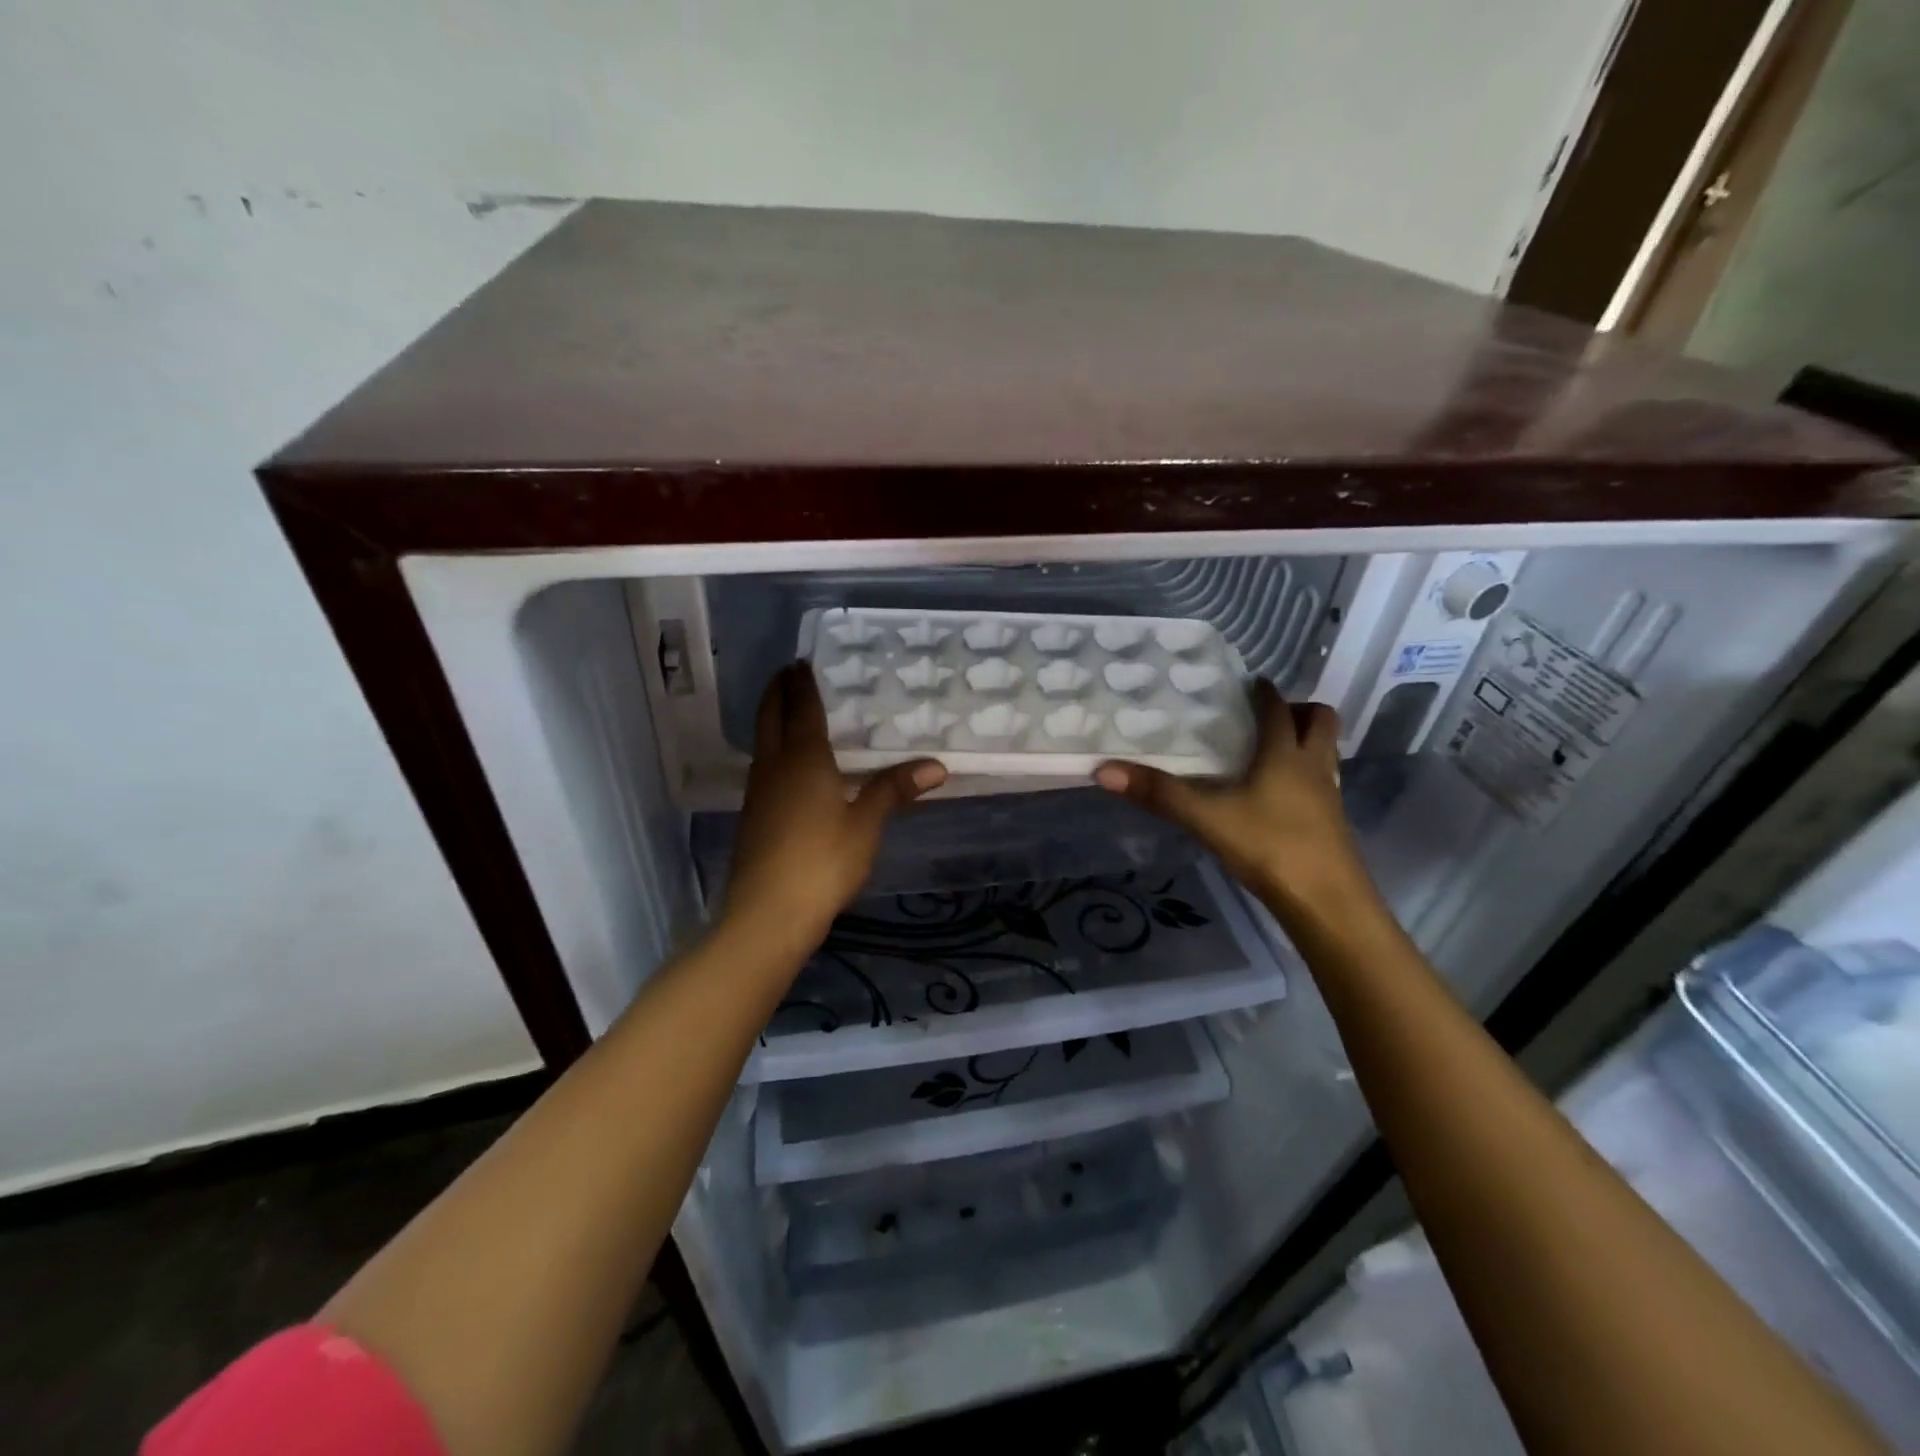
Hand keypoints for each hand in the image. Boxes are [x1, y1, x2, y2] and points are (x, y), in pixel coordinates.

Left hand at [725, 665, 945, 957]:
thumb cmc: (823, 861)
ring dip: (772, 719)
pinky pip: (764, 767)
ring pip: (763, 742)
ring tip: (790, 711)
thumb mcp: (866, 824)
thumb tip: (936, 766)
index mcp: (803, 758)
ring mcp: (758, 792)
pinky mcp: (753, 817)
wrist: (768, 913)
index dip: (802, 684)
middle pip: (770, 717)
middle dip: (778, 692)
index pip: (801, 708)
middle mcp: (774, 766)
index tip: (801, 662)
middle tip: (789, 673)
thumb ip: (893, 790)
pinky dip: (774, 749)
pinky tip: (788, 766)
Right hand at [1094, 680, 1377, 927]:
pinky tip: (1276, 796)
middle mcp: (1313, 766)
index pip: (1278, 708)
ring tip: (1267, 751)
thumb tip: (1103, 770)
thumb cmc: (1270, 847)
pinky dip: (1304, 776)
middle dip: (1297, 710)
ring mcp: (1329, 795)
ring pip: (1325, 752)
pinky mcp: (1332, 823)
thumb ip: (1158, 793)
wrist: (1327, 903)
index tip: (1246, 683)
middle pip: (1320, 721)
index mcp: (1285, 753)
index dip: (1264, 692)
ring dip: (1304, 742)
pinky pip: (1322, 782)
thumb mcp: (1206, 818)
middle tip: (1262, 718)